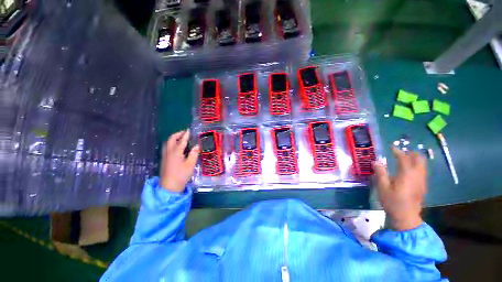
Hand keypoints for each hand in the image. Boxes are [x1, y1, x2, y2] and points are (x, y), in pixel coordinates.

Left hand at [160, 130, 199, 191]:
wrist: (169, 187)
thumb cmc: (181, 175)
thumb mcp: (190, 164)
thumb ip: (194, 154)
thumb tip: (197, 146)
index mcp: (176, 152)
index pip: (181, 141)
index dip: (185, 135)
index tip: (189, 130)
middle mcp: (169, 152)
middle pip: (171, 139)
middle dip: (177, 134)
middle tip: (184, 133)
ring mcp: (165, 156)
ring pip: (167, 143)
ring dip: (174, 138)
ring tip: (180, 138)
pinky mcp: (164, 160)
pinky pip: (167, 147)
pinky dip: (171, 143)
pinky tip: (176, 147)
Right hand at [373, 147, 425, 230]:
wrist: (406, 217)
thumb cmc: (392, 201)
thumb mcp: (383, 187)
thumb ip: (380, 173)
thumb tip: (376, 161)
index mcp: (406, 175)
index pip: (404, 159)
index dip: (398, 152)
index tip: (392, 147)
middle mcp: (417, 176)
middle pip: (419, 160)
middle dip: (411, 154)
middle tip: (402, 152)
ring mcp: (422, 181)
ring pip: (422, 166)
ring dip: (415, 159)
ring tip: (407, 158)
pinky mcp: (422, 186)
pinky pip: (422, 172)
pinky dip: (417, 166)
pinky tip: (411, 169)